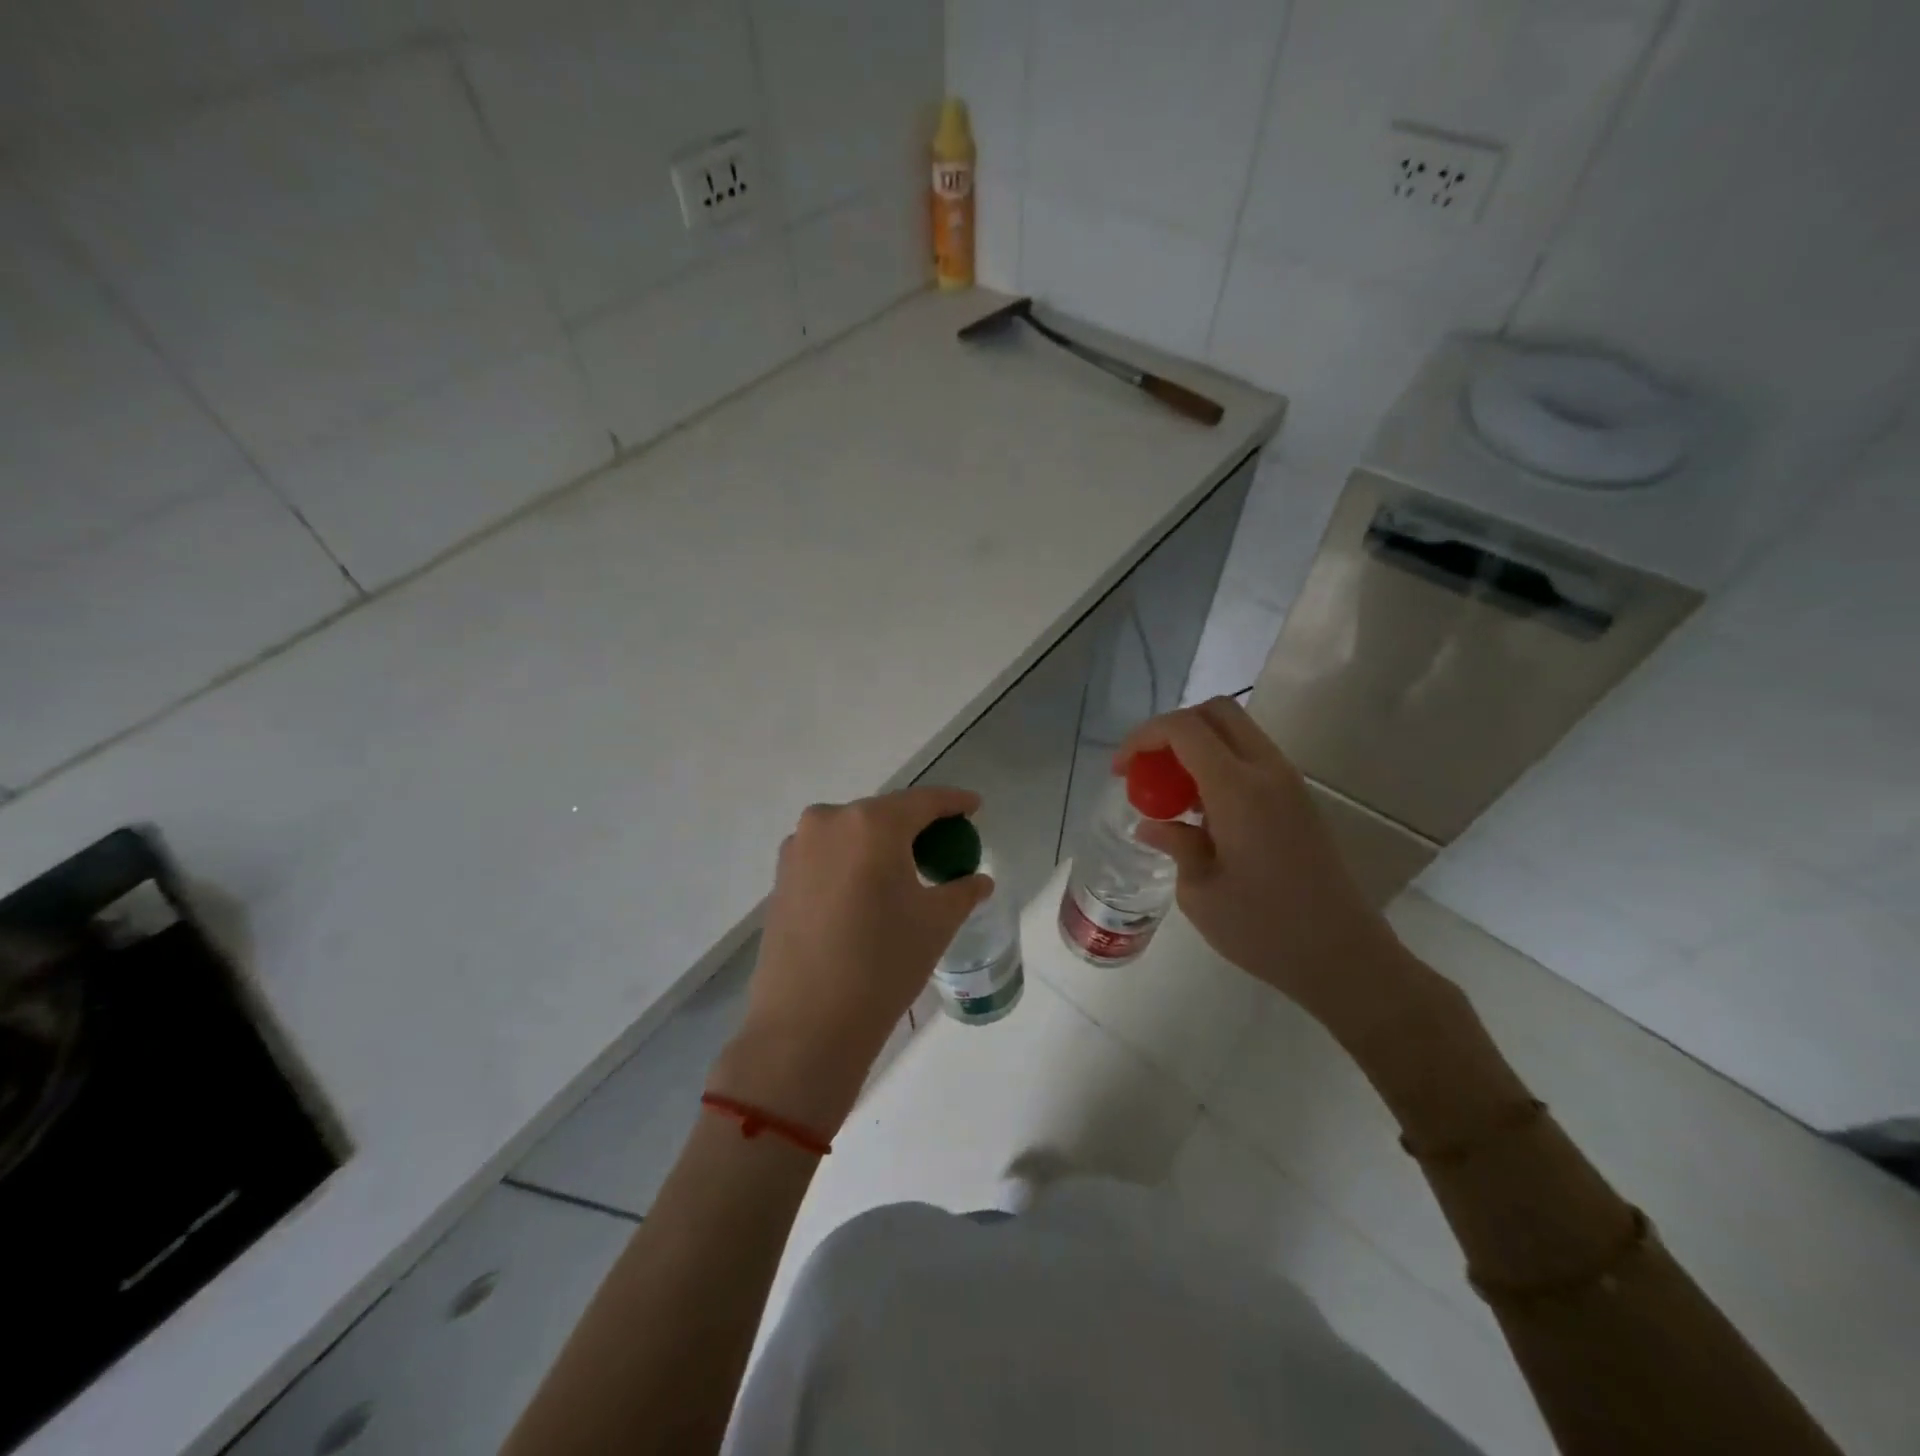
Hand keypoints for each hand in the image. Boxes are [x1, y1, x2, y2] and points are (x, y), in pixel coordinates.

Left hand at [711, 786, 991, 1133]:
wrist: (806, 1025)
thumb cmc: (882, 964)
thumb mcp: (935, 923)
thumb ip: (962, 891)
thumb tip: (978, 880)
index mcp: (872, 823)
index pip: (924, 801)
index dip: (954, 802)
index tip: (975, 806)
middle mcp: (828, 821)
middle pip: (885, 814)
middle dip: (916, 825)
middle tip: (943, 845)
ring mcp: (798, 847)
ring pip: (852, 833)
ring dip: (880, 844)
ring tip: (904, 871)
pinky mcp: (780, 876)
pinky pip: (828, 855)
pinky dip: (852, 862)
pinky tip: (866, 891)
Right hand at [1115, 699, 1424, 1039]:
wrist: (1345, 957)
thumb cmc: (1264, 930)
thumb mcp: (1199, 893)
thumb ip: (1174, 844)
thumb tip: (1152, 825)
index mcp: (1239, 789)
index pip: (1184, 729)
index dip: (1143, 738)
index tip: (1120, 771)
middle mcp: (1268, 772)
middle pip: (1217, 712)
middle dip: (1171, 730)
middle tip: (1146, 769)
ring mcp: (1290, 784)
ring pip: (1237, 733)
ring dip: (1197, 748)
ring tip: (1170, 794)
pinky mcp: (1300, 801)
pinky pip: (1252, 759)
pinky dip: (1219, 765)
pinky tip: (1202, 812)